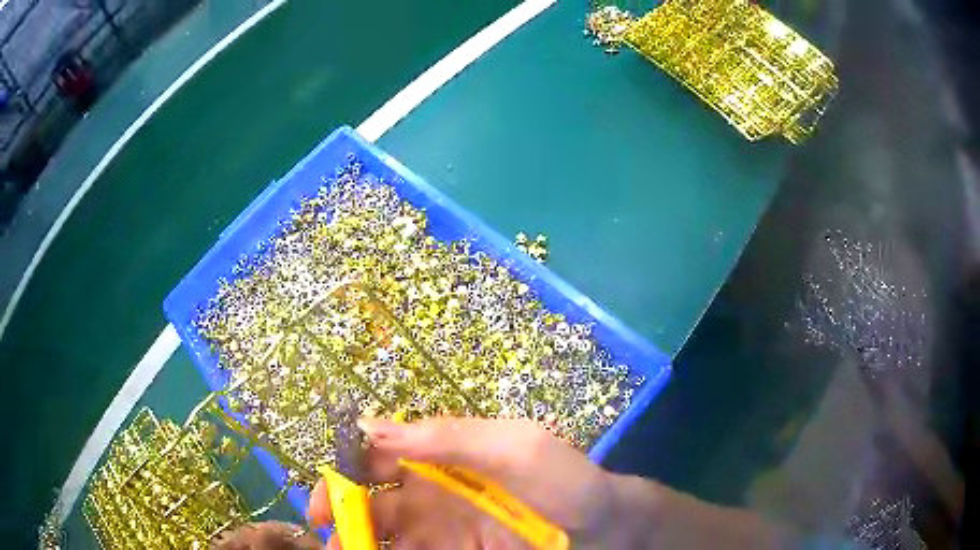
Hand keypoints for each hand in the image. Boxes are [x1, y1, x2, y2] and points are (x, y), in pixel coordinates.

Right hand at [308, 417, 622, 548]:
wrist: (604, 527)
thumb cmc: (562, 481)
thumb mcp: (512, 447)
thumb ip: (447, 436)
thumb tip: (368, 425)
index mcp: (438, 457)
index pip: (375, 457)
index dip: (344, 471)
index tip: (327, 497)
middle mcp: (430, 494)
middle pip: (370, 502)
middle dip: (343, 515)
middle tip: (327, 536)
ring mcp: (441, 531)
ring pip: (384, 536)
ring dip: (359, 544)